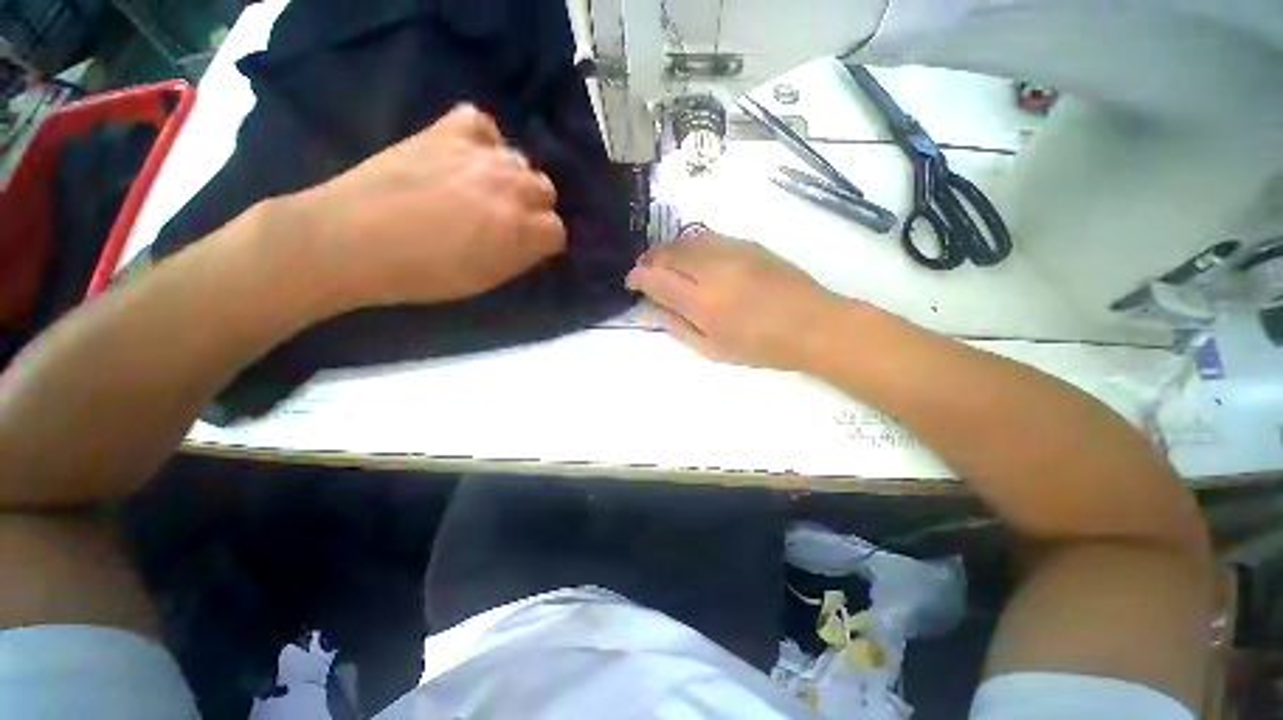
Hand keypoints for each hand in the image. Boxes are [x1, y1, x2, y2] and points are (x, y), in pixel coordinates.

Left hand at [287, 104, 565, 306]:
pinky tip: (469, 155)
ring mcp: (479, 155)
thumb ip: (520, 257)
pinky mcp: (444, 132)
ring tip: (485, 187)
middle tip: (508, 218)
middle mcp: (511, 188)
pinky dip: (481, 138)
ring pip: (519, 159)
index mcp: (521, 230)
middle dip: (534, 206)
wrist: (351, 242)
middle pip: (546, 189)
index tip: (529, 246)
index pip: (558, 230)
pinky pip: (480, 123)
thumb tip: (534, 241)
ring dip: (510, 176)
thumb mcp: (487, 280)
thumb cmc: (424, 274)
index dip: (545, 240)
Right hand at [625, 230, 848, 369]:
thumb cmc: (760, 347)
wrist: (812, 325)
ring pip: (686, 240)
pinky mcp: (748, 244)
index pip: (655, 278)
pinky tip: (695, 260)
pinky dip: (691, 246)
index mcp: (702, 303)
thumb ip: (677, 328)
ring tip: (666, 264)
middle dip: (649, 260)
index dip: (637, 277)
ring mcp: (731, 252)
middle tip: (646, 273)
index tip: (632, 283)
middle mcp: (712, 270)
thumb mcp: (712, 350)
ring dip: (668, 250)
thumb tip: (651, 310)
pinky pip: (708, 238)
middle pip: (667, 253)